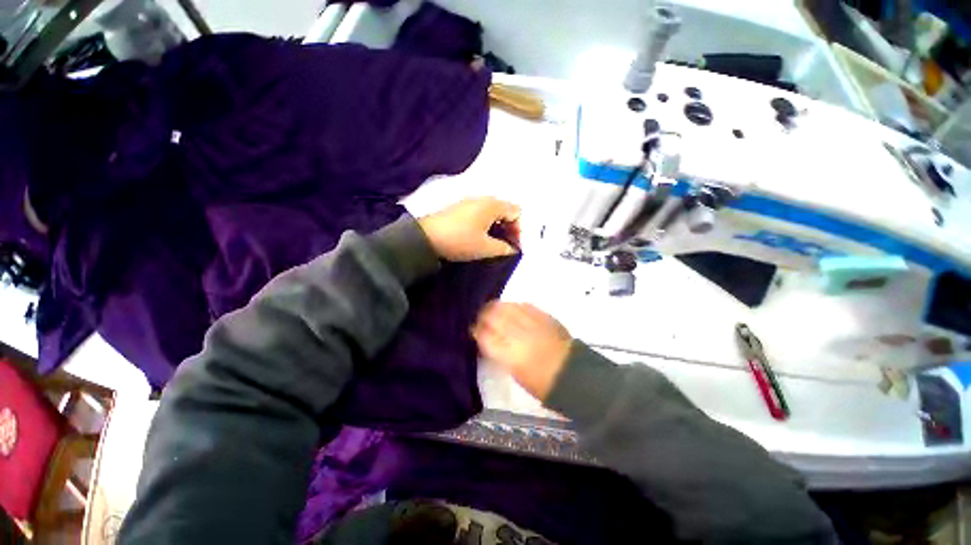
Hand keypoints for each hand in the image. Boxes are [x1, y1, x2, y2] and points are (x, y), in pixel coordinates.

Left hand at [418, 197, 520, 260]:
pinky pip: (481, 212)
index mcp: (492, 205)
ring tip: (495, 242)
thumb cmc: (460, 241)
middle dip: (510, 227)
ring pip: (492, 211)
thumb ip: (504, 248)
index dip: (519, 229)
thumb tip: (512, 249)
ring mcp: (469, 201)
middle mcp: (482, 199)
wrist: (427, 238)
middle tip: (507, 244)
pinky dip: (486, 223)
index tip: (514, 245)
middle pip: (505, 209)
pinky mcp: (459, 208)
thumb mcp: (485, 248)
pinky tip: (481, 236)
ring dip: (498, 225)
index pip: (516, 212)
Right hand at [472, 302, 572, 400]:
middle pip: (494, 316)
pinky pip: (524, 305)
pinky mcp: (544, 316)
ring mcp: (532, 322)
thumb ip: (498, 351)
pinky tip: (512, 309)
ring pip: (508, 306)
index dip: (476, 331)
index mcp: (509, 355)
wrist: (572, 374)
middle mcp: (519, 335)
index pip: (485, 335)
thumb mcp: (514, 371)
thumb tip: (488, 337)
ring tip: (493, 309)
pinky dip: (514, 306)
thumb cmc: (540, 382)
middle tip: (481, 318)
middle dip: (484, 315)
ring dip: (497, 307)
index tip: (474, 330)